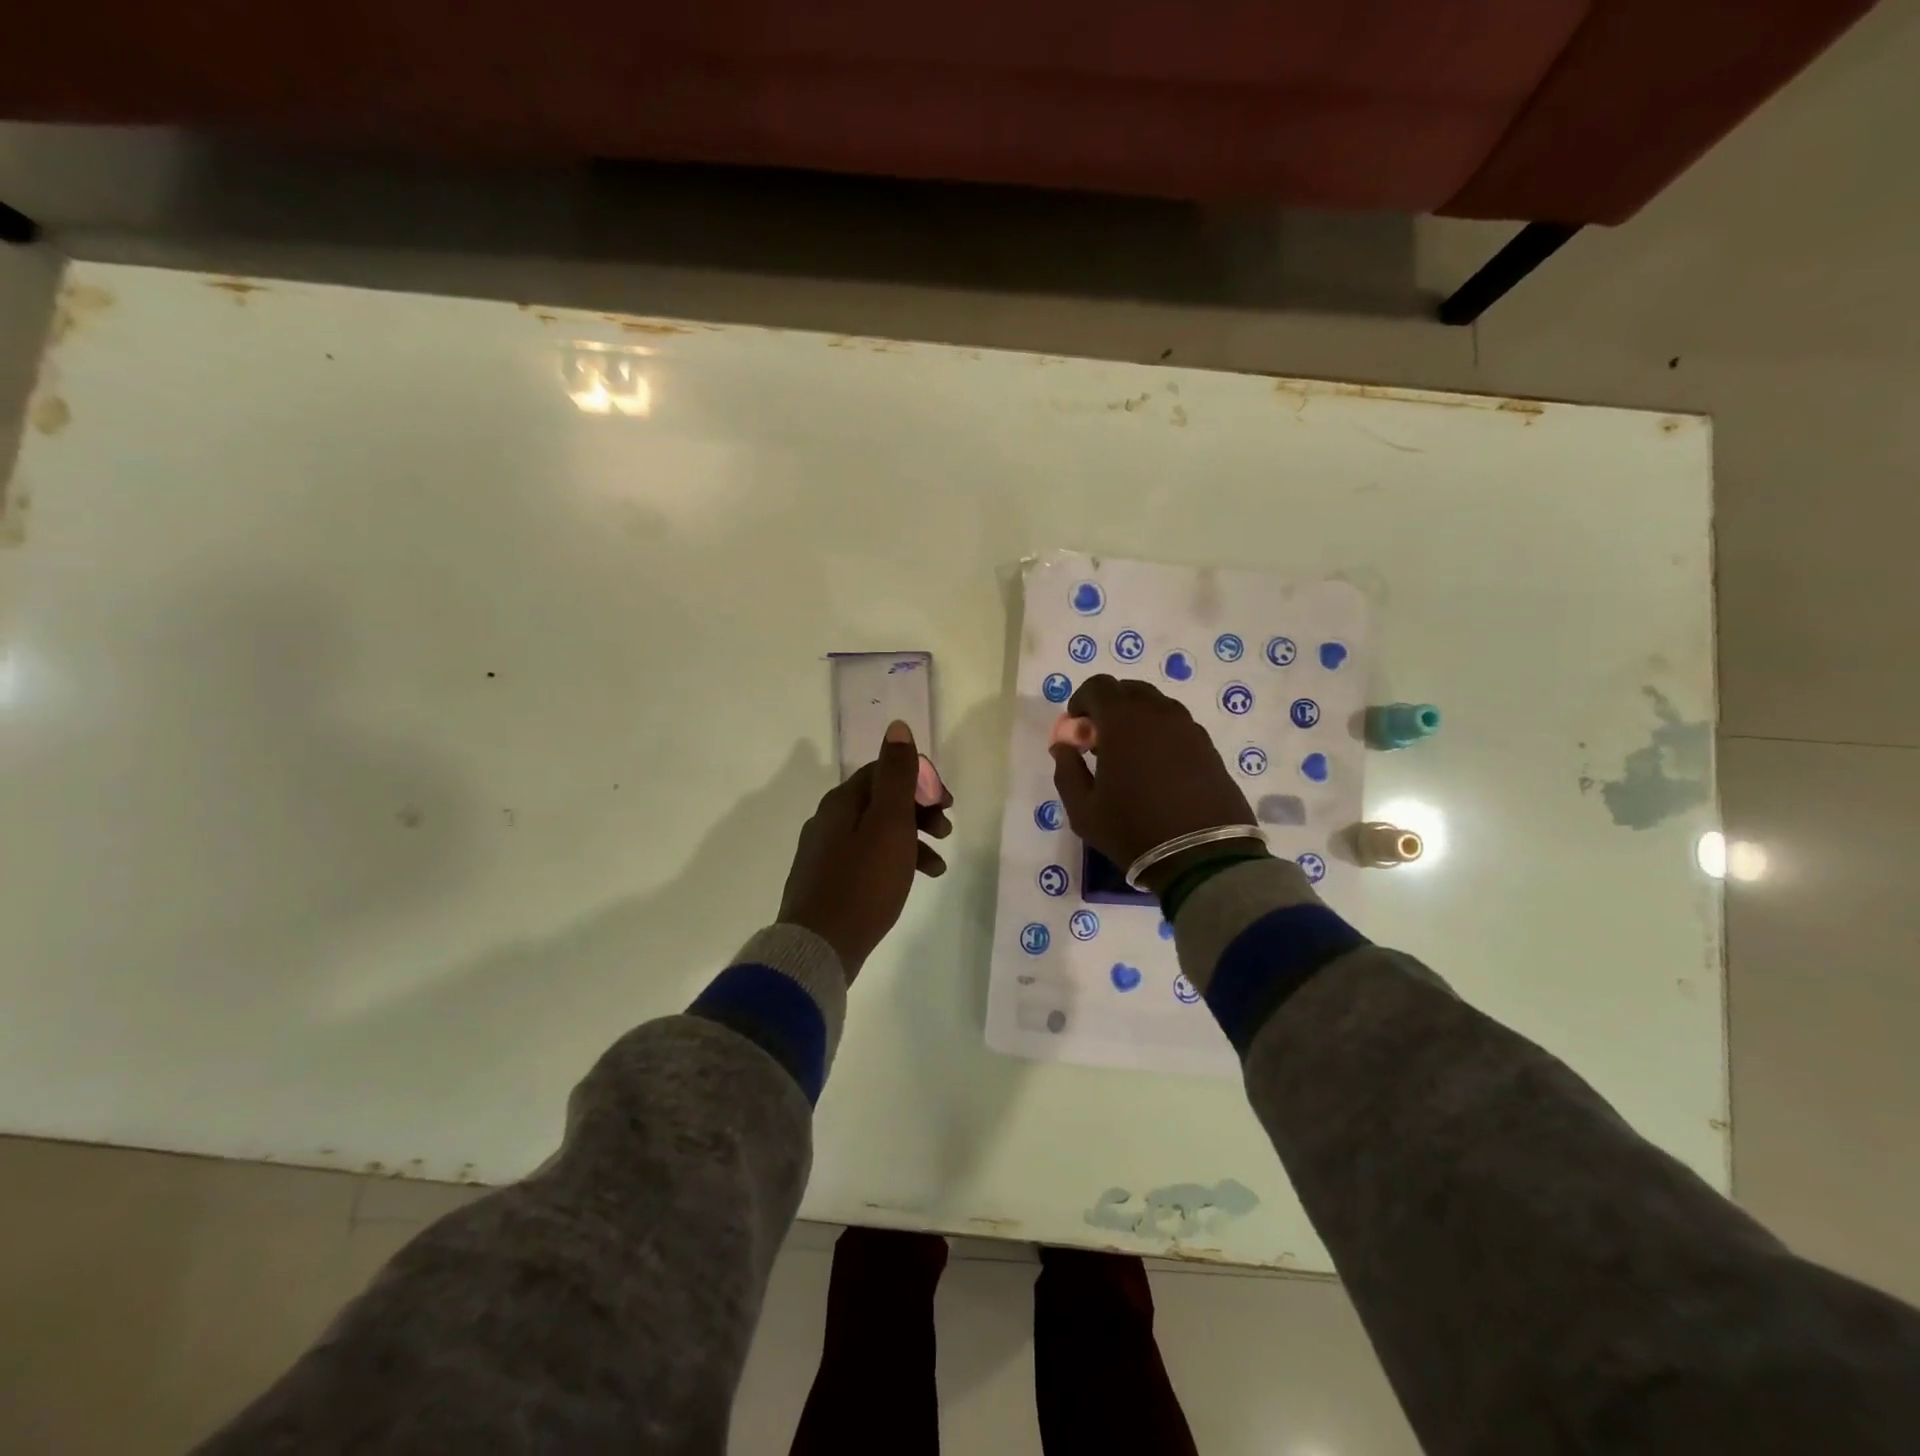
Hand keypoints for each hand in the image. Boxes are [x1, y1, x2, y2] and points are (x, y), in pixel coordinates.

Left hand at [779, 721, 953, 980]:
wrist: (820, 947)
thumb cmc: (864, 882)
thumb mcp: (889, 824)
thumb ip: (896, 775)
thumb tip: (897, 727)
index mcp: (843, 801)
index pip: (885, 771)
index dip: (921, 781)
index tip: (947, 804)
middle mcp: (829, 819)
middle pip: (882, 800)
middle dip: (920, 810)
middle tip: (947, 830)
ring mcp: (825, 851)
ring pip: (877, 831)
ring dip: (912, 839)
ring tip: (939, 864)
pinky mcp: (828, 880)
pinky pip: (868, 858)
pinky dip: (894, 861)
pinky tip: (912, 881)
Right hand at [1048, 675, 1258, 892]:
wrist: (1202, 856)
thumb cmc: (1133, 830)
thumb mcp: (1083, 810)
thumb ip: (1067, 770)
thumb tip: (1063, 746)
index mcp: (1123, 721)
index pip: (1097, 686)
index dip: (1081, 701)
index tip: (1077, 730)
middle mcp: (1158, 713)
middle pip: (1128, 691)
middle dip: (1109, 708)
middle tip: (1101, 742)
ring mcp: (1188, 728)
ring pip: (1156, 707)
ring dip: (1137, 720)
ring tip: (1130, 758)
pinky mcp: (1208, 746)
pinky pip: (1177, 727)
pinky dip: (1160, 735)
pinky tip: (1157, 770)